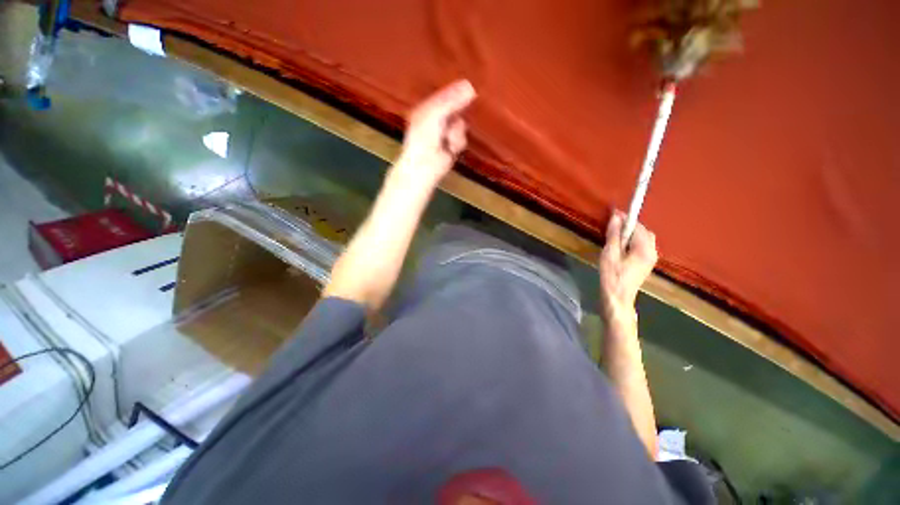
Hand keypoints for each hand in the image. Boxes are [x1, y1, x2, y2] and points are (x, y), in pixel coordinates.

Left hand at [395, 79, 476, 185]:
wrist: (424, 166)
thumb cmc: (424, 139)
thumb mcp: (434, 115)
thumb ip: (451, 101)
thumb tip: (470, 86)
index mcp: (427, 109)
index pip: (444, 95)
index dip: (456, 91)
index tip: (470, 88)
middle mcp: (436, 119)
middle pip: (455, 109)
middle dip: (457, 114)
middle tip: (460, 115)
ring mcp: (445, 133)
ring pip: (460, 124)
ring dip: (457, 132)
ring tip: (448, 140)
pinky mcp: (453, 145)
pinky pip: (462, 138)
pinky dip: (458, 142)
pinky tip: (451, 148)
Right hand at [599, 210, 657, 322]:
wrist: (618, 298)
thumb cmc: (612, 276)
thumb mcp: (610, 254)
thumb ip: (614, 235)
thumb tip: (616, 217)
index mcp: (645, 249)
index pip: (638, 227)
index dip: (626, 219)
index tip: (613, 213)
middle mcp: (653, 252)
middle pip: (644, 232)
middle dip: (630, 226)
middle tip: (613, 225)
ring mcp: (650, 259)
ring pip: (644, 239)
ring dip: (631, 233)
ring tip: (615, 235)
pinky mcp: (645, 264)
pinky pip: (641, 246)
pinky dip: (632, 241)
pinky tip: (620, 246)